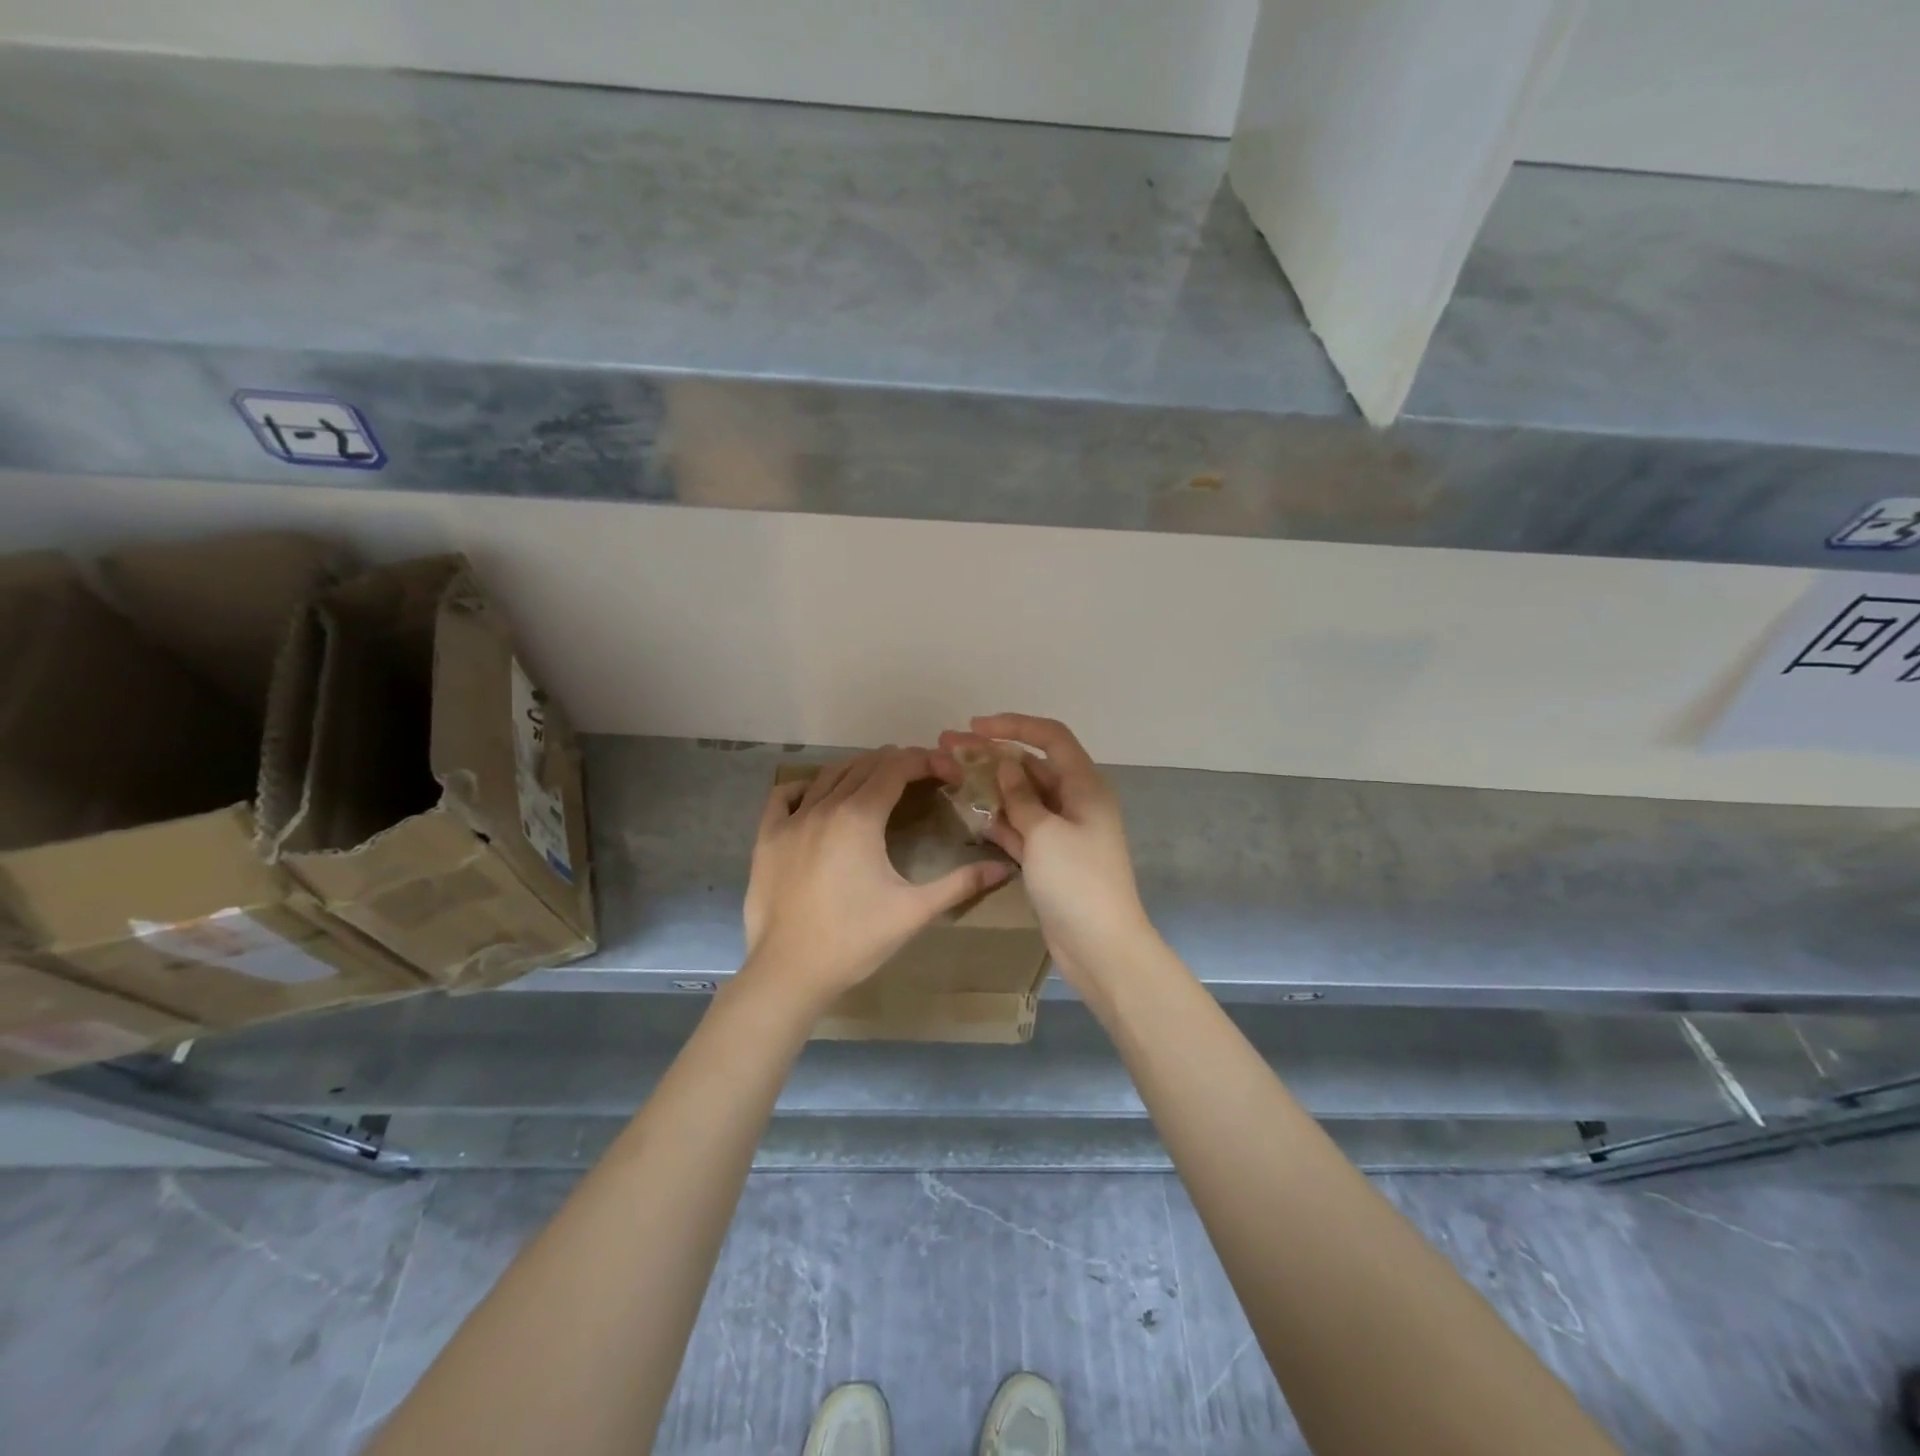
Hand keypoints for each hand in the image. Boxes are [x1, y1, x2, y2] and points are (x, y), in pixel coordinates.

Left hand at [742, 746, 1011, 1011]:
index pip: (897, 768)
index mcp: (860, 817)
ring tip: (881, 780)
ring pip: (828, 775)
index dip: (927, 762)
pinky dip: (806, 786)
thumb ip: (961, 884)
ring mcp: (791, 820)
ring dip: (859, 769)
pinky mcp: (767, 838)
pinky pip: (784, 796)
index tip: (949, 773)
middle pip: (865, 765)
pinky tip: (818, 795)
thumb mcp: (914, 911)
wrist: (788, 971)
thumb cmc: (854, 940)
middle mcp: (825, 806)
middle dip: (898, 763)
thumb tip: (1005, 869)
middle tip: (924, 777)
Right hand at [935, 715, 1155, 989]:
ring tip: (947, 773)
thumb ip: (1021, 797)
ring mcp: (1061, 831)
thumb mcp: (1045, 833)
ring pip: (1021, 797)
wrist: (1100, 947)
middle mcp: (1075, 802)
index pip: (1051, 738)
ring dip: (988, 785)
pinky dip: (998, 818)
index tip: (975, 726)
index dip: (1014, 725)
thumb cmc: (1077, 882)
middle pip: (1030, 766)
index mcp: (1085, 786)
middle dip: (990, 754)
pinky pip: (1020, 827)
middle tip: (946, 747)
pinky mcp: (1048, 858)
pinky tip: (968, 810)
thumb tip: (1005, 767)